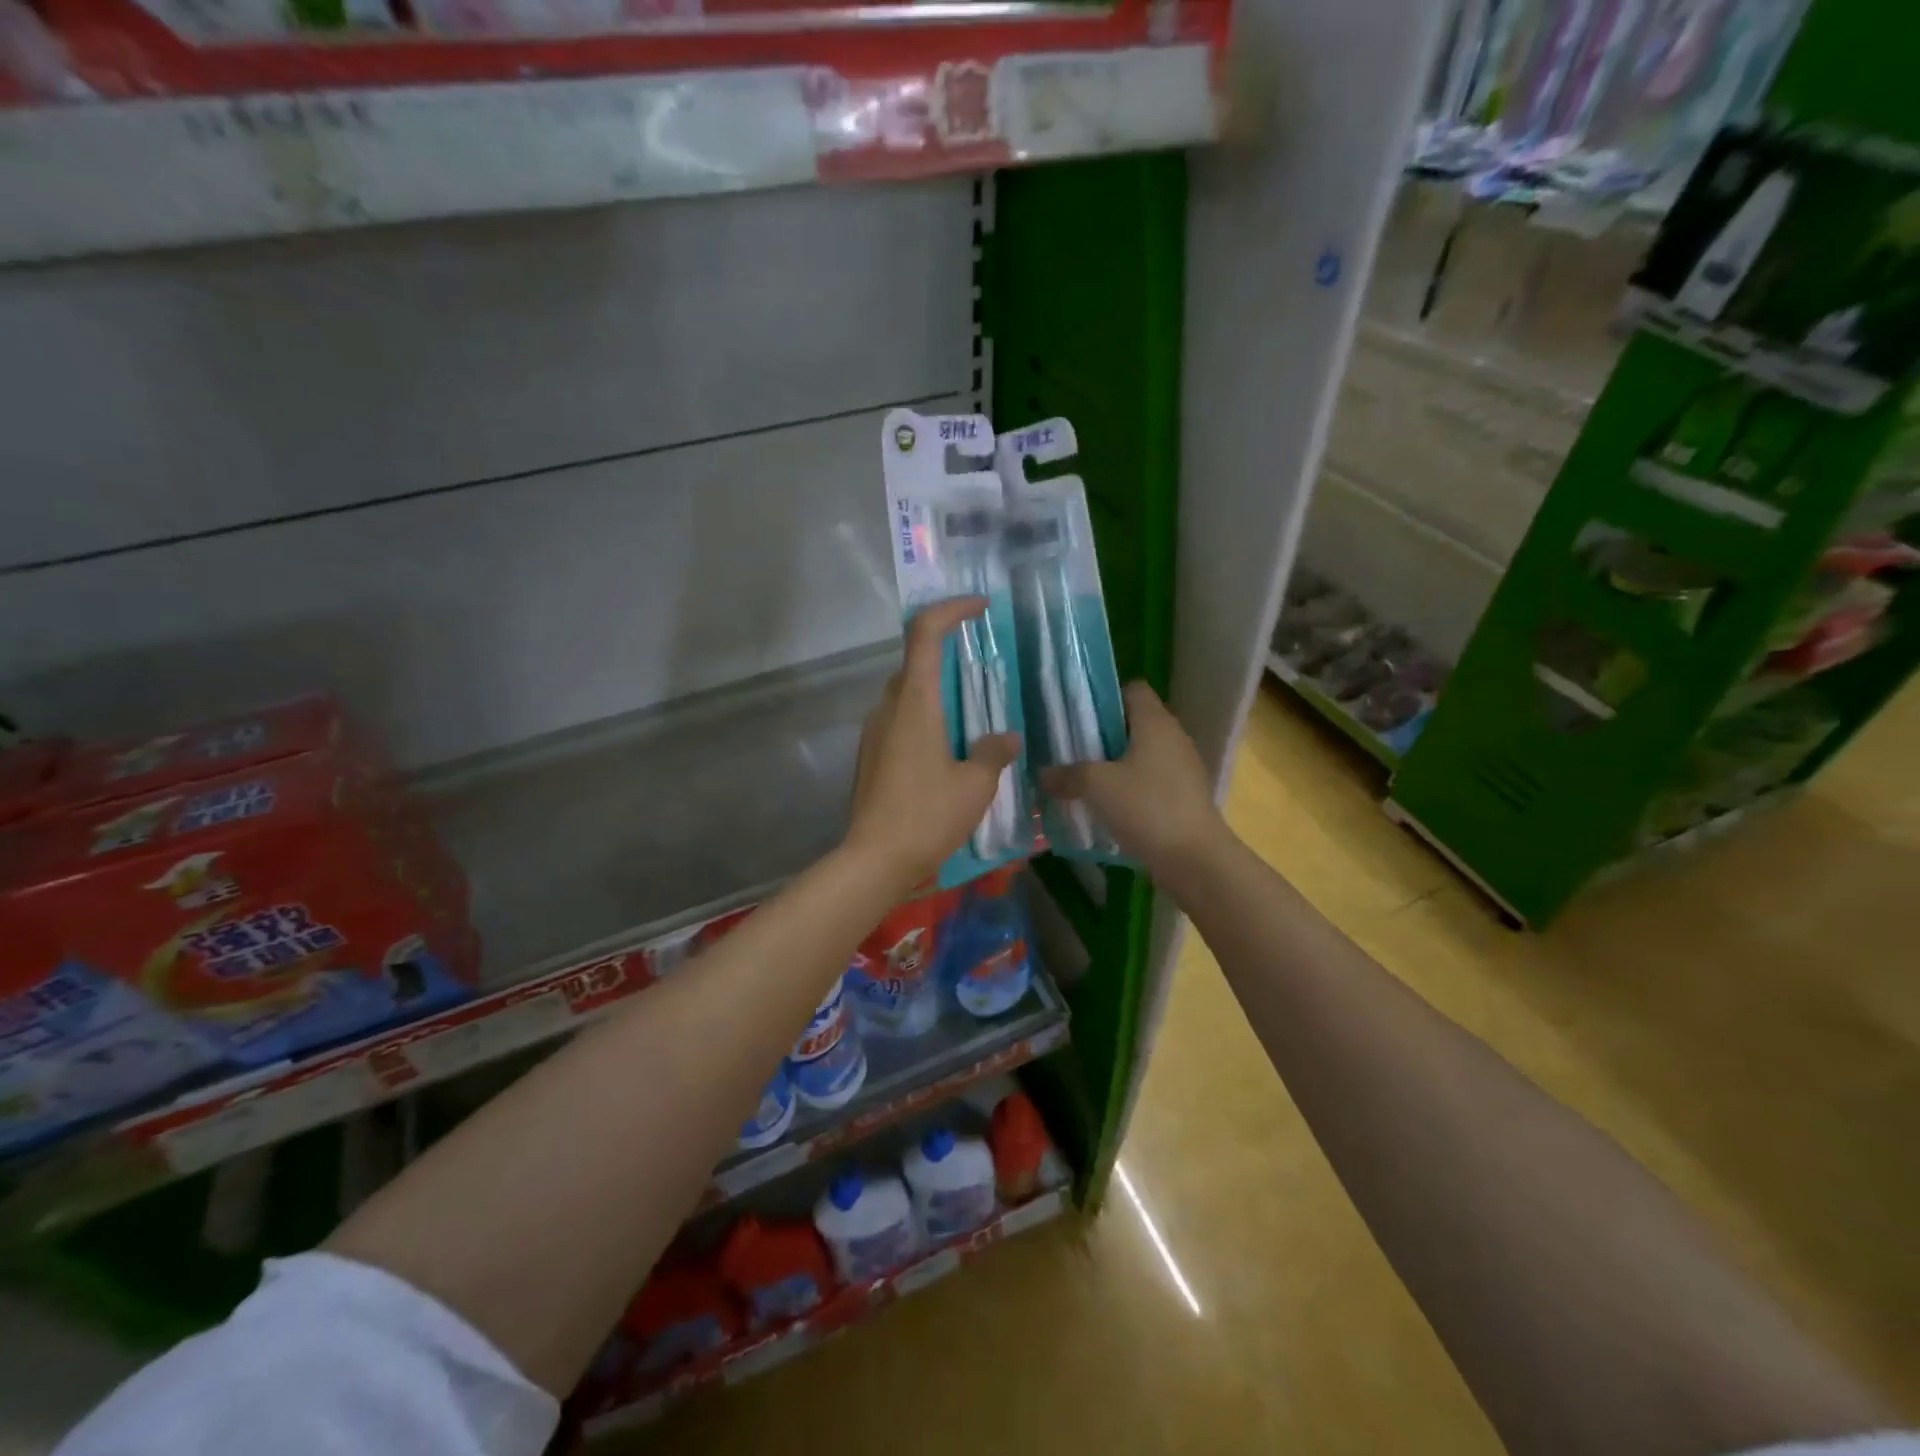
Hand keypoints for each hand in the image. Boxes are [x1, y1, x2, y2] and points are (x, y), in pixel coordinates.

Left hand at [845, 598, 1019, 888]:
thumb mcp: (975, 785)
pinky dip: (925, 719)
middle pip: (915, 662)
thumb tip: (1007, 738)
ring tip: (971, 717)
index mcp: (915, 702)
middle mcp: (889, 707)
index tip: (981, 608)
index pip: (926, 633)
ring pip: (907, 694)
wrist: (874, 859)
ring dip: (937, 692)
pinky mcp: (869, 755)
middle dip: (948, 655)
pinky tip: (947, 751)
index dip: (952, 609)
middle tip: (984, 671)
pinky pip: (899, 720)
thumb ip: (993, 753)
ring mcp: (874, 731)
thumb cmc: (927, 816)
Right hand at [1041, 682, 1224, 877]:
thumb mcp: (1098, 787)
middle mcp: (1173, 737)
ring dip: (1115, 762)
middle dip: (1102, 733)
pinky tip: (1108, 804)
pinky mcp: (1183, 794)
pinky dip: (1129, 785)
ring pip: (1141, 752)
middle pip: (1134, 722)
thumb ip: (1067, 775)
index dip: (1105, 697)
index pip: (1132, 689)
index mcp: (1155, 722)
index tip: (1078, 716)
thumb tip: (1042, 774)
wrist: (1195, 858)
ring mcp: (1182, 767)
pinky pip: (1150, 778)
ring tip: (1084, 777)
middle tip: (1071, 747)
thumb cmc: (1147, 807)